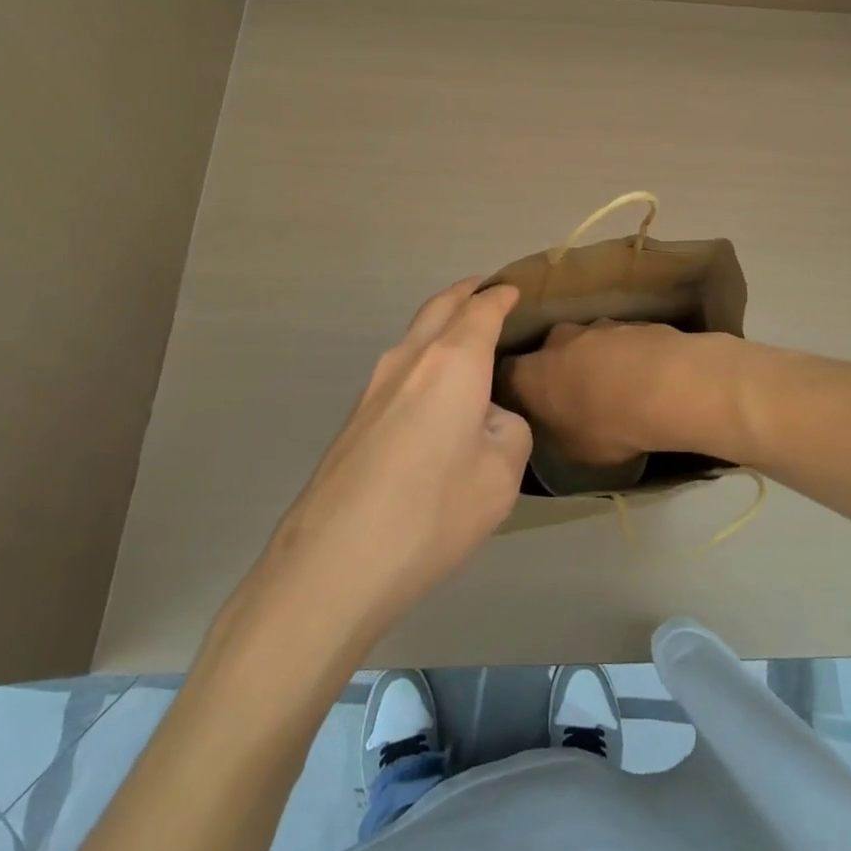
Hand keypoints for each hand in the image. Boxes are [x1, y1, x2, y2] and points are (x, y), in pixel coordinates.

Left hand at [262, 279, 530, 640]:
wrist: (335, 561)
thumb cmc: (433, 510)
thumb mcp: (501, 474)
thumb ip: (509, 430)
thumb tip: (489, 419)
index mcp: (453, 361)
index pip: (481, 309)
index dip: (500, 295)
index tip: (514, 290)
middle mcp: (410, 359)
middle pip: (440, 307)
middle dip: (465, 293)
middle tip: (488, 292)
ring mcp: (375, 386)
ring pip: (414, 336)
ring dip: (441, 325)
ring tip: (465, 340)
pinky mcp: (356, 417)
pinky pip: (399, 369)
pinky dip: (424, 359)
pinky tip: (434, 393)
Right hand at [505, 320, 755, 467]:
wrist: (669, 386)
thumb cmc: (609, 425)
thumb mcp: (574, 450)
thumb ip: (556, 434)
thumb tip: (556, 427)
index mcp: (532, 373)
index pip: (508, 374)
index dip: (517, 389)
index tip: (530, 406)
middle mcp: (558, 340)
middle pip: (550, 352)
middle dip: (559, 370)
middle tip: (576, 398)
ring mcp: (598, 325)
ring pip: (587, 343)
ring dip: (596, 361)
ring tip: (618, 389)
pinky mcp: (633, 321)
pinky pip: (622, 342)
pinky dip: (628, 357)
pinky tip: (647, 379)